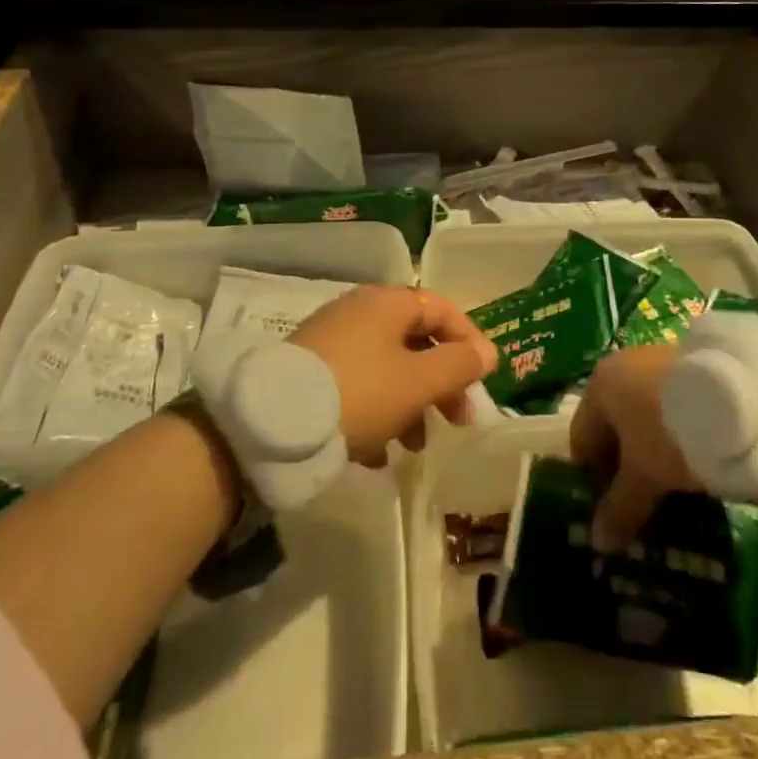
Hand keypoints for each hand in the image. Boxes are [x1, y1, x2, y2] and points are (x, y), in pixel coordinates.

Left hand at [291, 286, 497, 466]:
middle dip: (441, 384)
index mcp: (387, 303)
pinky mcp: (309, 373)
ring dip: (409, 407)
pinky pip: (356, 389)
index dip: (469, 342)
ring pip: (387, 370)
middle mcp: (359, 313)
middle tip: (457, 420)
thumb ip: (459, 365)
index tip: (482, 380)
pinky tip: (375, 455)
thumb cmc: (361, 393)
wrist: (270, 424)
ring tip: (413, 446)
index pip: (442, 310)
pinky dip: (374, 416)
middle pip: (415, 343)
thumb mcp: (419, 382)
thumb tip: (487, 352)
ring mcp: (331, 342)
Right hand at [568, 344, 697, 549]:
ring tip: (675, 491)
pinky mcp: (697, 372)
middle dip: (625, 469)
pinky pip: (674, 413)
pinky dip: (679, 439)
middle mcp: (625, 367)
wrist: (751, 401)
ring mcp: (663, 364)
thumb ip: (618, 510)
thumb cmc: (675, 434)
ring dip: (655, 456)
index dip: (592, 481)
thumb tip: (598, 542)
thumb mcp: (645, 478)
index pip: (582, 440)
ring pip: (647, 421)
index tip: (612, 512)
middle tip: (642, 506)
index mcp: (601, 385)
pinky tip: (698, 465)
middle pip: (615, 429)